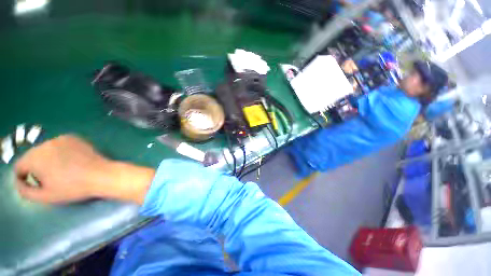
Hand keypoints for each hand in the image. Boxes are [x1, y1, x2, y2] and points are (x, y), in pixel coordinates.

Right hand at [15, 135, 154, 203]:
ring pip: (46, 151)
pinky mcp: (74, 137)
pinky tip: (72, 161)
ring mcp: (61, 138)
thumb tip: (19, 182)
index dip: (24, 177)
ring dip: (49, 160)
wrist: (102, 175)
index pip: (19, 166)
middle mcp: (45, 143)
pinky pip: (59, 146)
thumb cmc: (73, 188)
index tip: (35, 185)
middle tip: (51, 179)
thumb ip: (25, 190)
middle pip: (32, 157)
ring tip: (63, 171)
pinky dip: (61, 153)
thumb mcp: (45, 196)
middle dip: (37, 168)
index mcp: (34, 157)